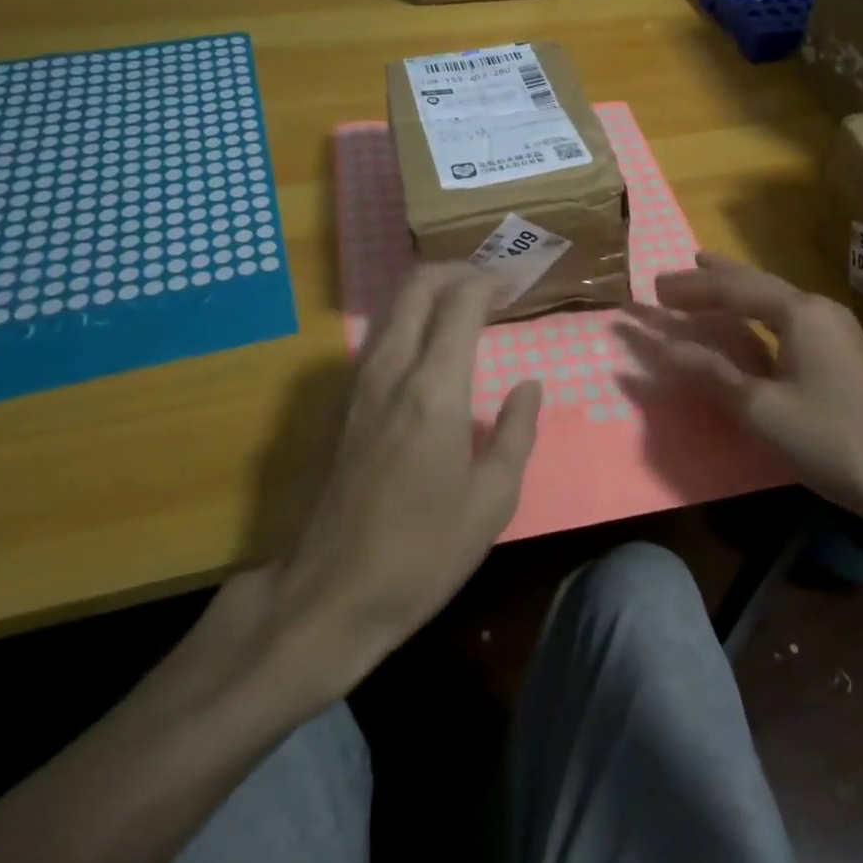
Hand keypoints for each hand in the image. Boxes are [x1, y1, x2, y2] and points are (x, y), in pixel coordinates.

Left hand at [268, 265, 540, 691]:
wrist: (332, 591)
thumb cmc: (424, 550)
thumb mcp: (493, 499)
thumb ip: (516, 431)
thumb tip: (529, 385)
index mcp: (433, 388)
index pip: (459, 302)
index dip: (489, 282)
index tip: (516, 284)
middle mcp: (392, 370)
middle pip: (417, 287)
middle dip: (455, 271)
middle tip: (492, 284)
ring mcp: (362, 383)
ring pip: (395, 308)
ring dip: (431, 293)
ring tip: (469, 308)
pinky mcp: (347, 402)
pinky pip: (382, 335)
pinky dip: (413, 319)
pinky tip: (435, 345)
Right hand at [646, 252, 862, 525]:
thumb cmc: (828, 439)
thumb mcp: (760, 408)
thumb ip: (711, 372)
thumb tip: (664, 347)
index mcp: (799, 313)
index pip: (733, 289)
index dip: (691, 288)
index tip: (655, 288)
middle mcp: (818, 308)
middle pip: (755, 283)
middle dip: (712, 279)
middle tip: (673, 277)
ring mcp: (835, 328)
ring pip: (774, 296)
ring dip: (735, 289)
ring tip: (705, 276)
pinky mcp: (842, 350)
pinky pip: (787, 314)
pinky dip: (756, 310)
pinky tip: (749, 318)